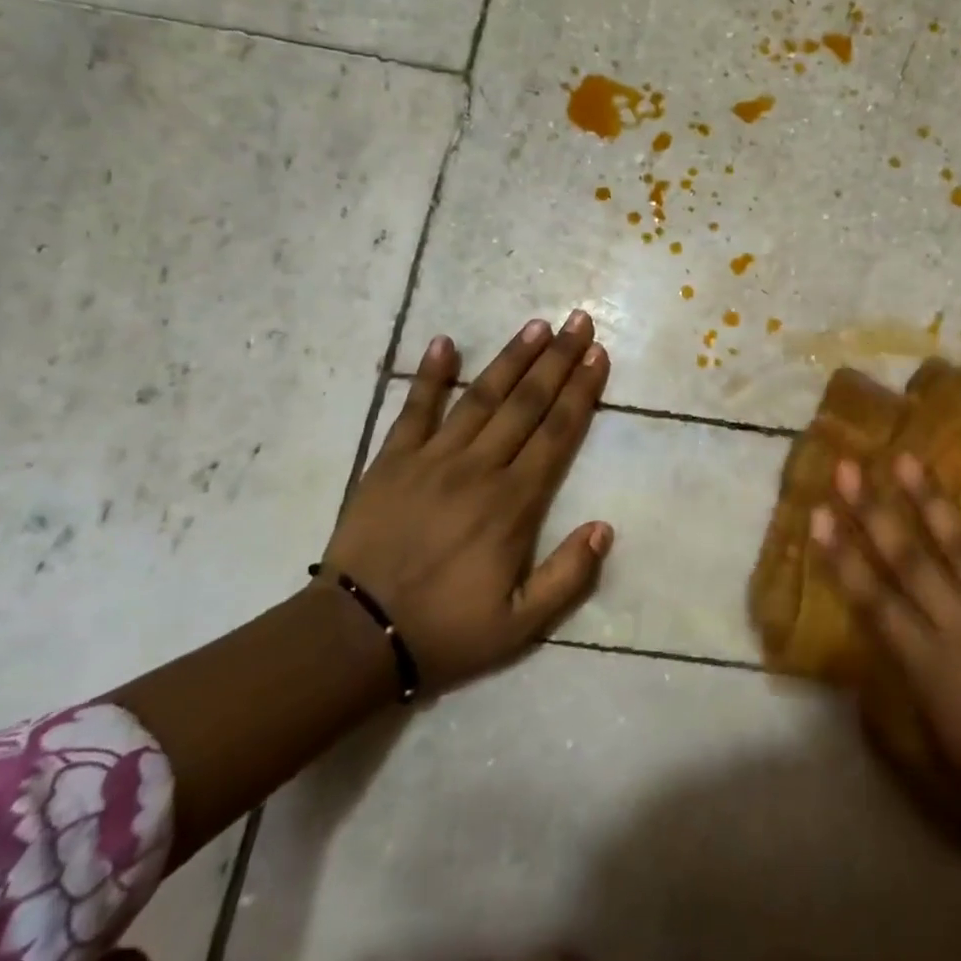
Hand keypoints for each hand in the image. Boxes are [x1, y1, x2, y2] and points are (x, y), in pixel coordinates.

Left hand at [320, 312, 613, 692]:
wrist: (355, 638)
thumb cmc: (445, 630)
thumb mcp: (520, 625)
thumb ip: (568, 577)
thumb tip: (605, 527)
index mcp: (513, 504)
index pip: (557, 433)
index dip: (581, 391)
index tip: (598, 356)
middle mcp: (479, 468)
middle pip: (527, 403)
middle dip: (557, 359)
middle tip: (579, 322)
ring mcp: (433, 459)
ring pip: (482, 397)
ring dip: (512, 358)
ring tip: (537, 325)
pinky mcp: (392, 460)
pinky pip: (414, 409)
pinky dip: (430, 375)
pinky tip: (444, 342)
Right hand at [810, 455, 960, 859]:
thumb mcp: (936, 787)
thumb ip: (890, 735)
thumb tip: (857, 689)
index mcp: (932, 669)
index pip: (874, 602)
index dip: (842, 557)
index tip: (818, 514)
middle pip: (910, 560)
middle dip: (874, 511)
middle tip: (849, 466)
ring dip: (932, 500)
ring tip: (907, 458)